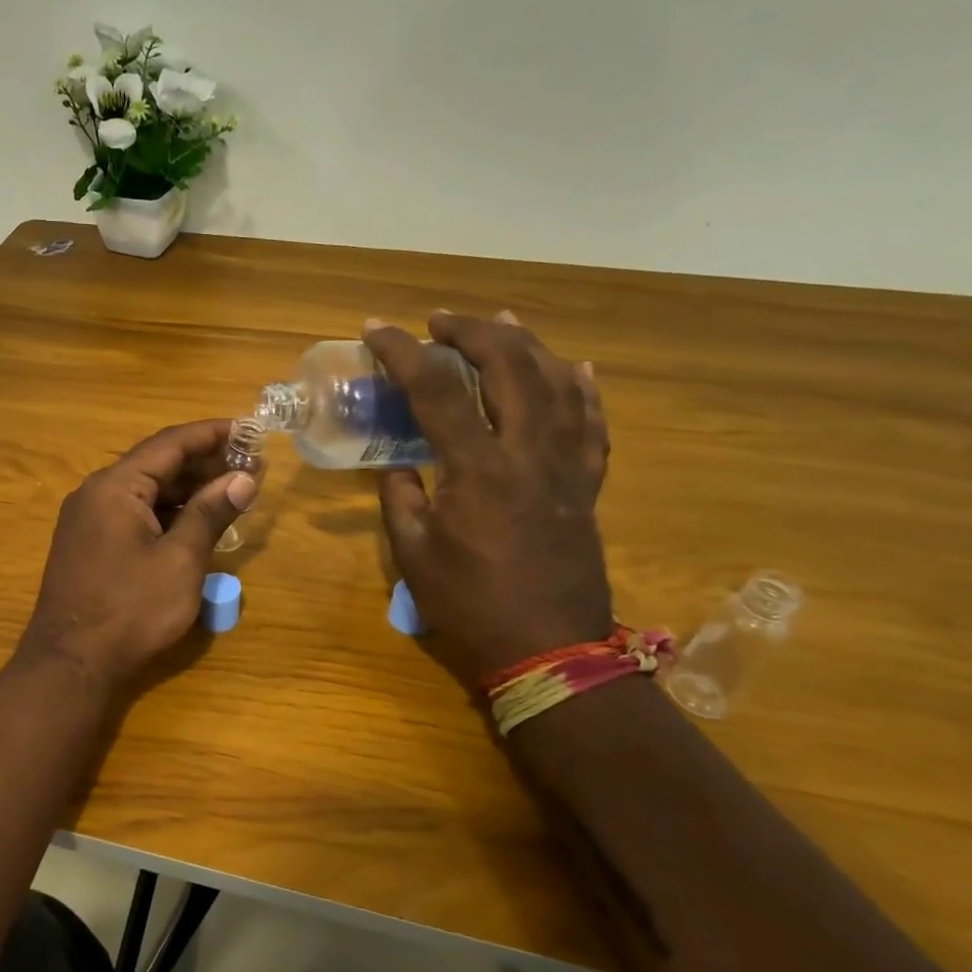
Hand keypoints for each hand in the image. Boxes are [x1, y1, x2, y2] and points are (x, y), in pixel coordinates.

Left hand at [20, 420, 257, 689]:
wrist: (71, 663)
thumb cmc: (130, 609)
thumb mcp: (180, 560)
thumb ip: (211, 513)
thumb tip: (244, 477)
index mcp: (115, 486)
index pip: (169, 443)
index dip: (211, 433)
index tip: (248, 428)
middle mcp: (96, 493)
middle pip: (156, 464)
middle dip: (204, 463)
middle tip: (250, 464)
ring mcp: (88, 519)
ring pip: (145, 490)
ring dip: (187, 489)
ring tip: (232, 490)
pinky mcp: (90, 543)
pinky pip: (133, 513)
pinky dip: (166, 512)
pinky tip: (196, 521)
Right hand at [364, 312, 611, 684]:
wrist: (548, 651)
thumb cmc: (470, 605)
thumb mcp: (414, 554)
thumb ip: (401, 499)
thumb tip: (401, 467)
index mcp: (477, 469)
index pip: (436, 390)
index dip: (403, 352)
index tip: (377, 329)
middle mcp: (528, 453)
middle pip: (510, 367)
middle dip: (472, 331)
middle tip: (440, 322)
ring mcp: (566, 467)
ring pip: (558, 383)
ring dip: (527, 344)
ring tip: (502, 320)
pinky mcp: (586, 486)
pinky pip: (594, 425)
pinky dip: (584, 389)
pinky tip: (575, 366)